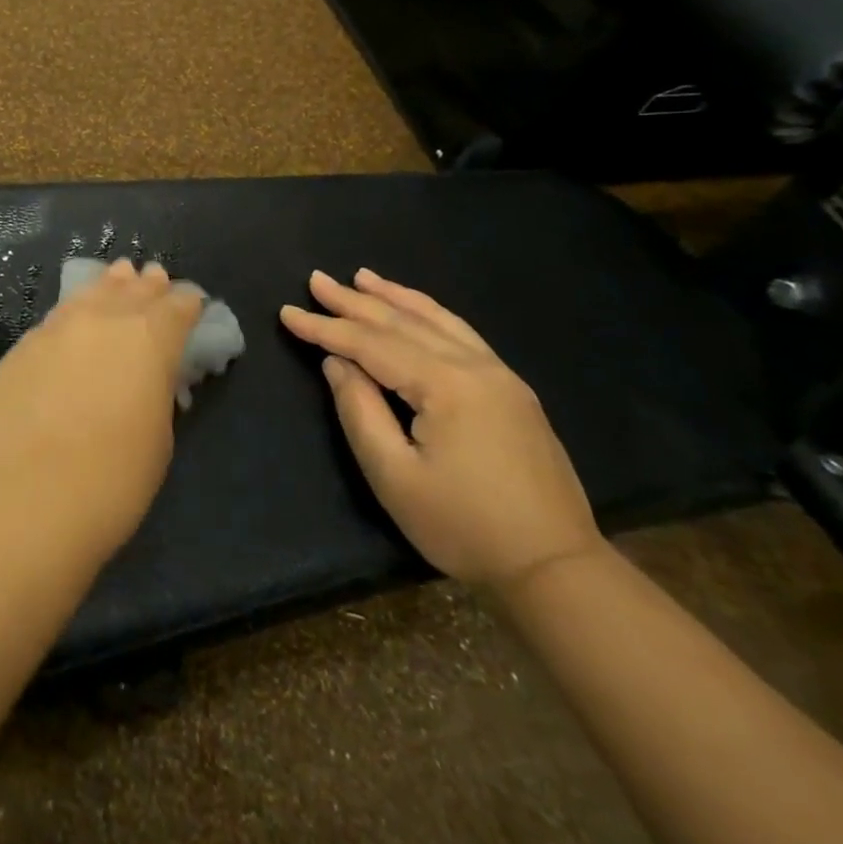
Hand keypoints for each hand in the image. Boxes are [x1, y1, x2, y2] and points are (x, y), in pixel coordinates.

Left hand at [0, 259, 204, 567]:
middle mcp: (103, 319)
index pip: (177, 307)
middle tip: (154, 277)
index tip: (191, 303)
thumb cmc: (114, 480)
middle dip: (147, 286)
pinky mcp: (21, 348)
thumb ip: (155, 389)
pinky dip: (72, 313)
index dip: (187, 303)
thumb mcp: (158, 436)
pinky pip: (55, 319)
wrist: (30, 500)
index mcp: (150, 338)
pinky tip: (73, 320)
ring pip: (89, 294)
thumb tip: (147, 375)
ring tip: (118, 276)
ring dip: (108, 286)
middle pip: (132, 290)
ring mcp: (56, 329)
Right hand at [280, 268, 602, 589]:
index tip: (287, 312)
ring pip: (437, 320)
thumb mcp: (394, 476)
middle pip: (402, 323)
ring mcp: (500, 375)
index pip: (371, 344)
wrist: (556, 567)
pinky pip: (462, 334)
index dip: (325, 328)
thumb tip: (337, 363)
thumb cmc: (463, 526)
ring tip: (362, 276)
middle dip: (354, 301)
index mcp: (446, 385)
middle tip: (316, 279)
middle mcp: (474, 367)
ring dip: (395, 297)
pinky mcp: (512, 391)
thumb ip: (360, 411)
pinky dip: (430, 313)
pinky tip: (417, 308)